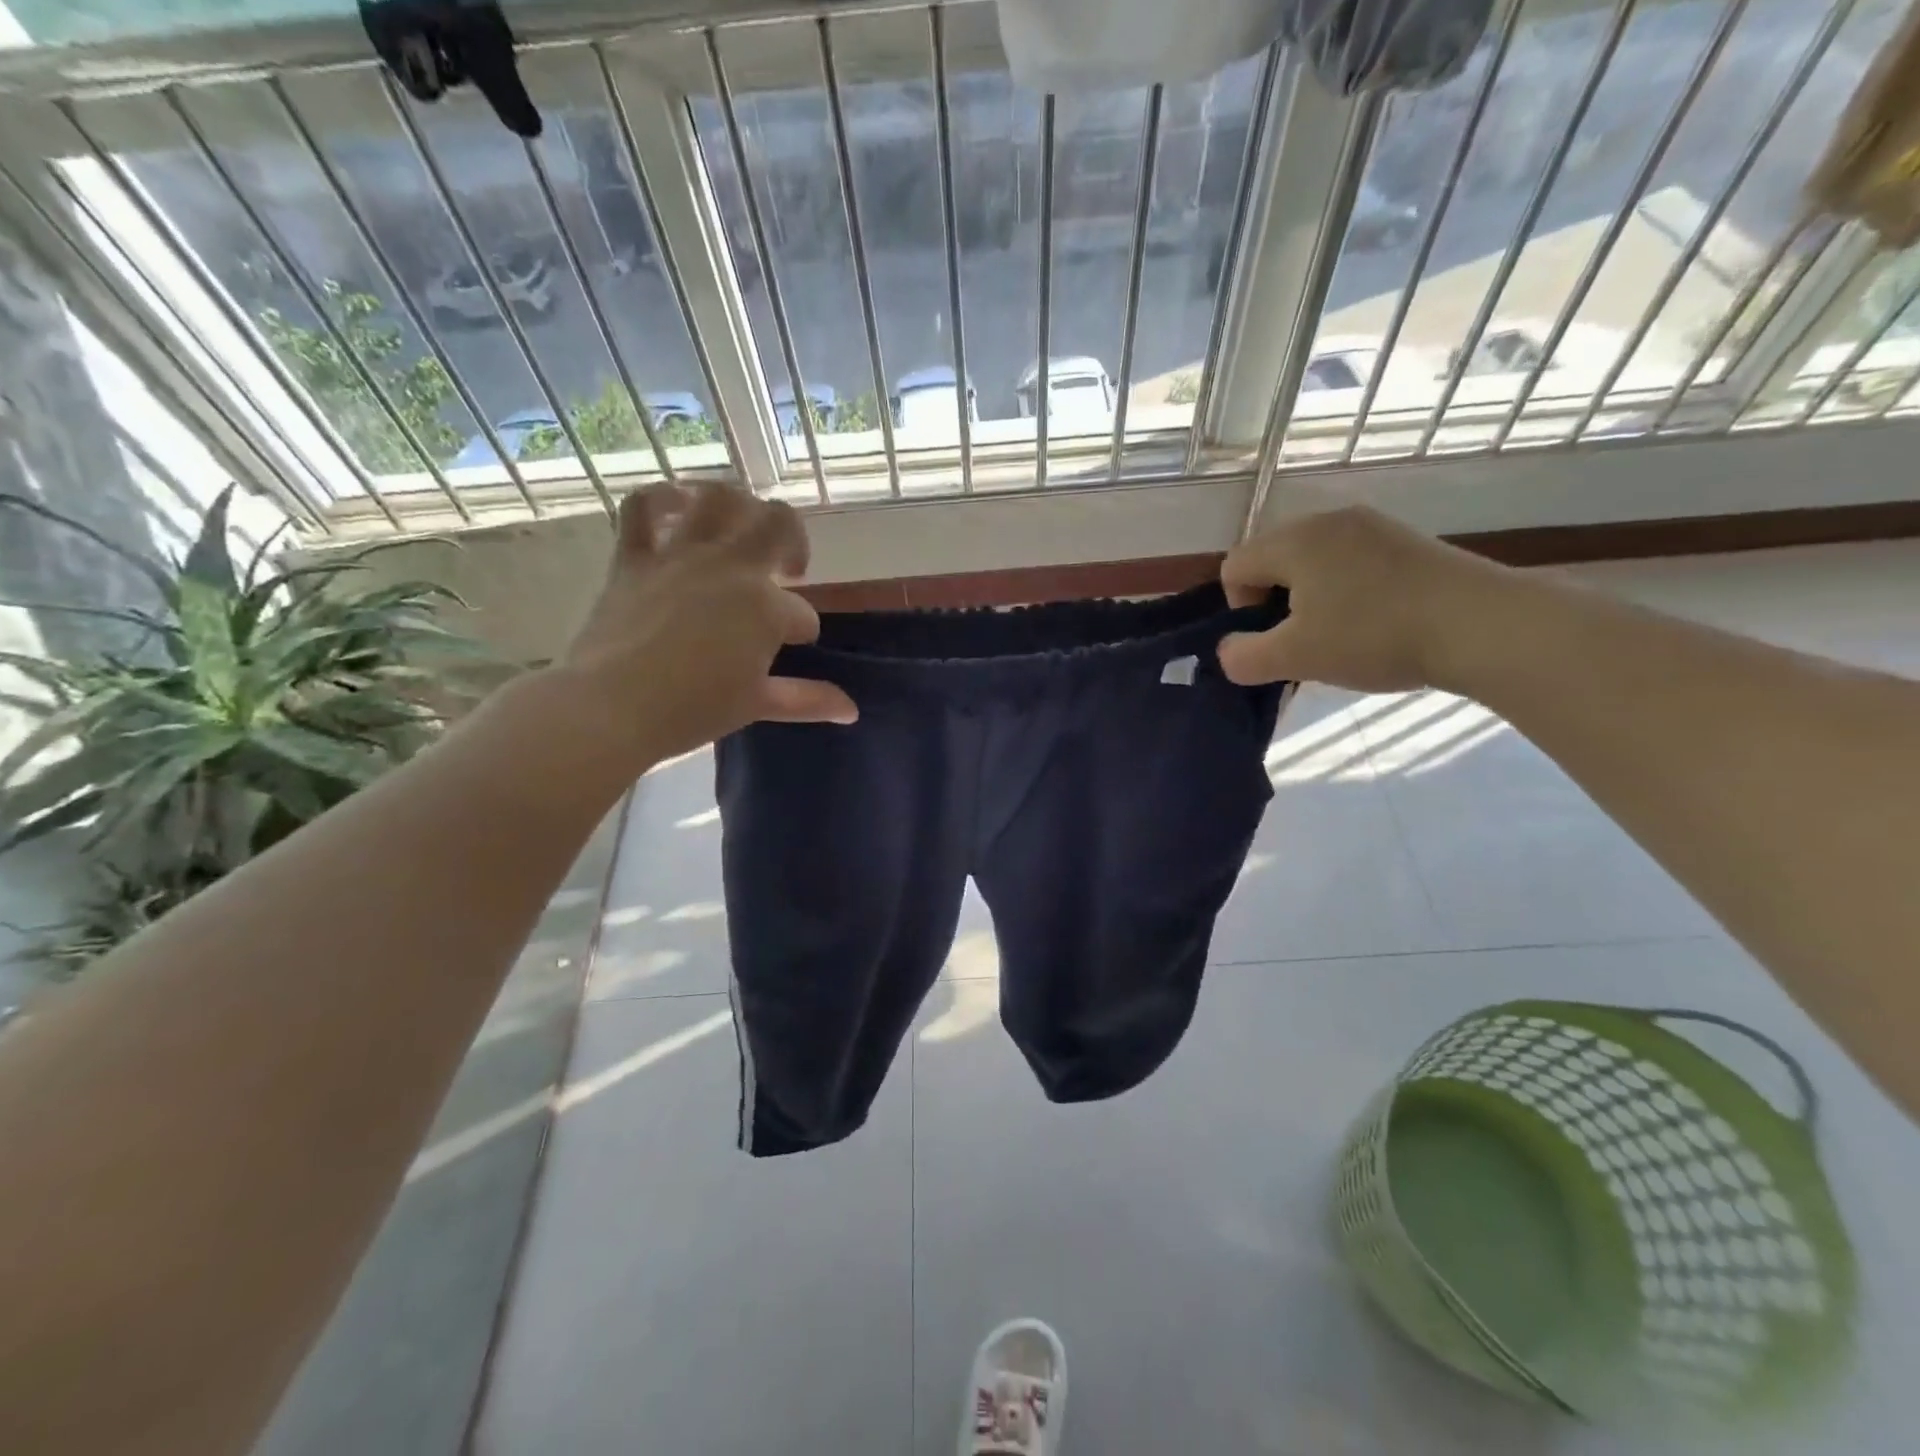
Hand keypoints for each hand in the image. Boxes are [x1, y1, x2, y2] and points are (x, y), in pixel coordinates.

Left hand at [556, 483, 857, 768]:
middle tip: (788, 569)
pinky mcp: (635, 557)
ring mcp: (680, 556)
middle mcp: (730, 567)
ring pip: (720, 497)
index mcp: (766, 607)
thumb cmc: (693, 709)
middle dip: (794, 541)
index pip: (802, 612)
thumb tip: (852, 711)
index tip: (793, 645)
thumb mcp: (757, 704)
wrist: (613, 706)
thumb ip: (808, 700)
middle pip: (779, 523)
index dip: (803, 629)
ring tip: (743, 525)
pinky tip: (677, 507)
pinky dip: (661, 499)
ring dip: (740, 504)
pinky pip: (643, 506)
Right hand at [1217, 505, 1498, 692]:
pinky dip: (1348, 590)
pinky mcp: (1407, 540)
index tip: (1273, 639)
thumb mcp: (1295, 658)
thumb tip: (1229, 652)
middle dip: (1274, 602)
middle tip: (1303, 639)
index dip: (1239, 607)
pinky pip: (1353, 561)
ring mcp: (1373, 526)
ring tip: (1340, 634)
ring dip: (1311, 598)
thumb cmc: (1373, 636)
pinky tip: (1376, 621)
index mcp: (1294, 540)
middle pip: (1273, 559)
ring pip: (1314, 561)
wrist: (1481, 624)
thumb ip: (1244, 657)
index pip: (1235, 565)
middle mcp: (1328, 520)